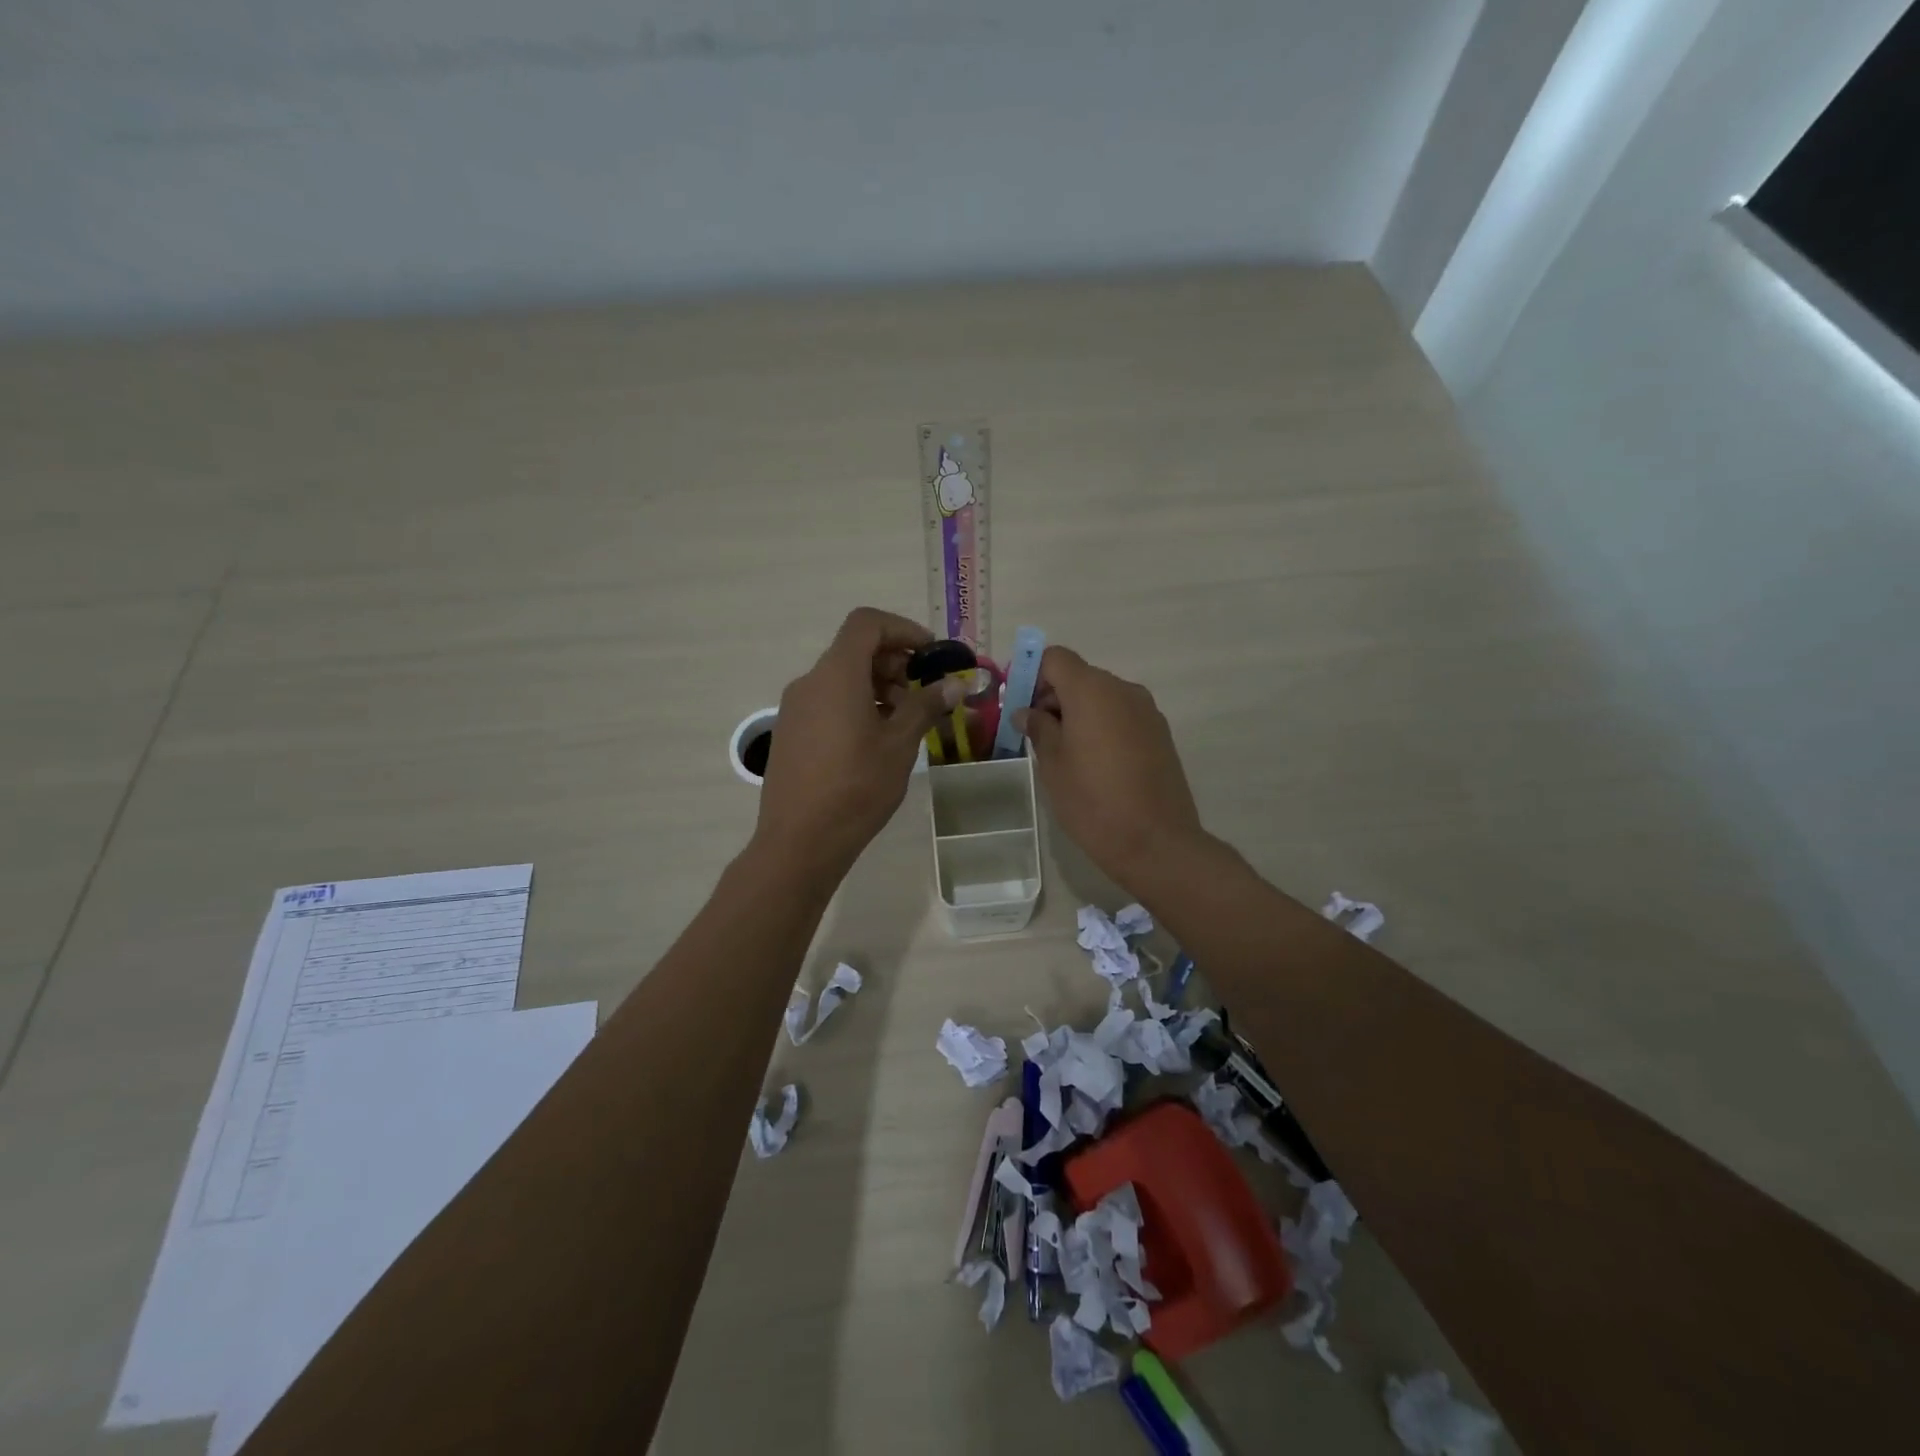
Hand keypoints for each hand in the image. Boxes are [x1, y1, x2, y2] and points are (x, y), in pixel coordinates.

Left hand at [754, 608, 964, 889]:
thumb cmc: (856, 787)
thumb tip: (956, 683)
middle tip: (925, 693)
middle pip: (855, 649)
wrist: (799, 841)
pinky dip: (856, 704)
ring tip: (906, 721)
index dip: (903, 629)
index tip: (931, 656)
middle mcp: (810, 682)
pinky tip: (876, 739)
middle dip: (895, 662)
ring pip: (842, 677)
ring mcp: (795, 707)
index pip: (867, 623)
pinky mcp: (791, 731)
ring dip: (878, 686)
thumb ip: (927, 705)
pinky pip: (828, 701)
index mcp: (836, 675)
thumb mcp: (900, 745)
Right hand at [1019, 647, 1208, 895]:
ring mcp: (1147, 711)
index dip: (1032, 675)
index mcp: (1092, 690)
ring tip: (1066, 755)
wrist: (1156, 842)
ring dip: (1079, 713)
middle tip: (1036, 735)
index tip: (1020, 707)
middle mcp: (1123, 690)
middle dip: (1053, 697)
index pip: (1055, 658)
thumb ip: (1038, 728)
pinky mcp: (1161, 734)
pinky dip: (1103, 727)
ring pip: (1102, 697)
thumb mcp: (1052, 764)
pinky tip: (1096, 765)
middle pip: (1080, 676)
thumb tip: (1028, 712)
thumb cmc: (1092, 801)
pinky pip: (1122, 716)